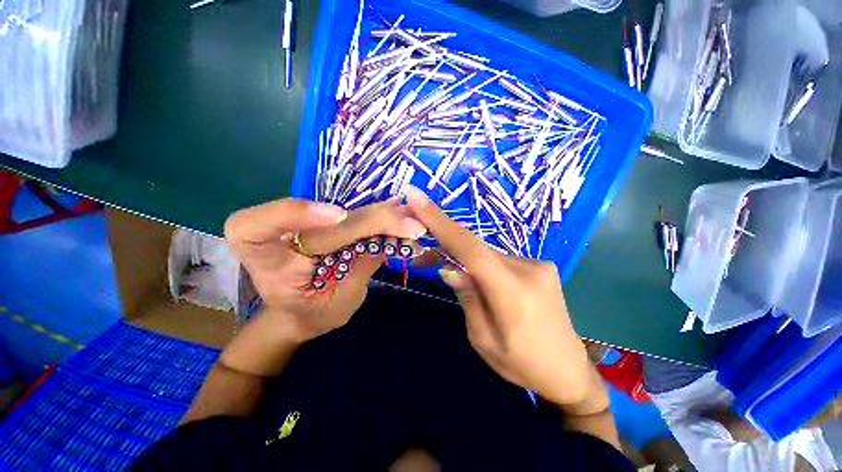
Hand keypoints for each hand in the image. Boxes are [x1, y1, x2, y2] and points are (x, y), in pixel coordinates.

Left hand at [225, 198, 426, 341]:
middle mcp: (281, 234)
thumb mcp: (334, 305)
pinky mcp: (329, 223)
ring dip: (381, 215)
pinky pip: (354, 215)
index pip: (255, 225)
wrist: (306, 311)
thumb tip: (388, 237)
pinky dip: (380, 216)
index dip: (296, 213)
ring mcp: (308, 225)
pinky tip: (401, 213)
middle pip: (324, 218)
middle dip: (369, 219)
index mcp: (264, 258)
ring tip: (411, 219)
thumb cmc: (312, 315)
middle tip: (408, 223)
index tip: (339, 218)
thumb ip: (358, 270)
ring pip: (345, 212)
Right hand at [405, 187, 606, 414]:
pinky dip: (482, 264)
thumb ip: (467, 297)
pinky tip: (478, 278)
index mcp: (512, 293)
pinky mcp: (540, 266)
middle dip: (446, 244)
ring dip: (465, 258)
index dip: (440, 221)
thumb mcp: (483, 339)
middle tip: (423, 254)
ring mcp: (538, 264)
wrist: (569, 372)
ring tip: (448, 270)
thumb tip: (449, 268)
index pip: (470, 248)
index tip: (416, 197)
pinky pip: (500, 259)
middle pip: (476, 247)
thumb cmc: (522, 366)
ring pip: (487, 253)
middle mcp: (528, 269)